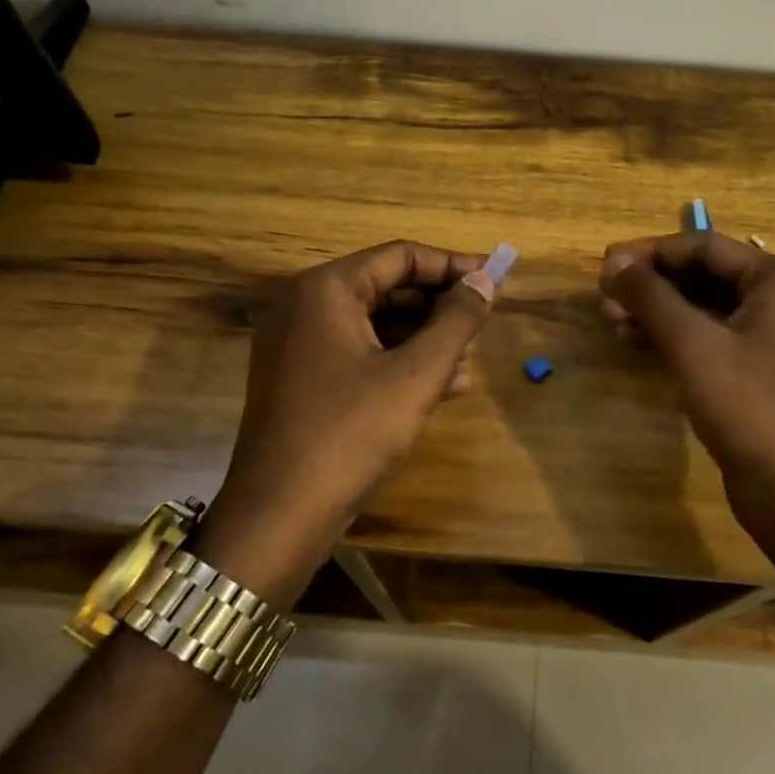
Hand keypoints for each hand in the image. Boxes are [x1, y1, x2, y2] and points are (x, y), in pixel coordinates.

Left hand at [197, 241, 496, 604]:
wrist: (279, 517)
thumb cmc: (351, 434)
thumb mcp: (416, 375)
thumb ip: (457, 321)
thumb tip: (487, 279)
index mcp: (325, 290)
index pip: (400, 256)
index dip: (452, 266)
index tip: (495, 280)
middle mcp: (304, 306)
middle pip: (386, 287)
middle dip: (438, 305)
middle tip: (482, 322)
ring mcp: (297, 345)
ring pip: (374, 324)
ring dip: (424, 337)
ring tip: (470, 359)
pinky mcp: (301, 380)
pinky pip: (358, 354)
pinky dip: (399, 363)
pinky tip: (444, 386)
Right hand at [599, 232, 774, 527]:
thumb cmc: (746, 404)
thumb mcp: (691, 343)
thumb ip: (651, 296)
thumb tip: (614, 262)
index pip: (704, 246)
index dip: (650, 252)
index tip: (606, 264)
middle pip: (704, 276)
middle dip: (651, 285)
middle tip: (604, 294)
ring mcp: (772, 340)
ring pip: (704, 310)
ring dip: (656, 312)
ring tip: (610, 320)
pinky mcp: (759, 374)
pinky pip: (711, 340)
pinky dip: (674, 339)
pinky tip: (634, 344)